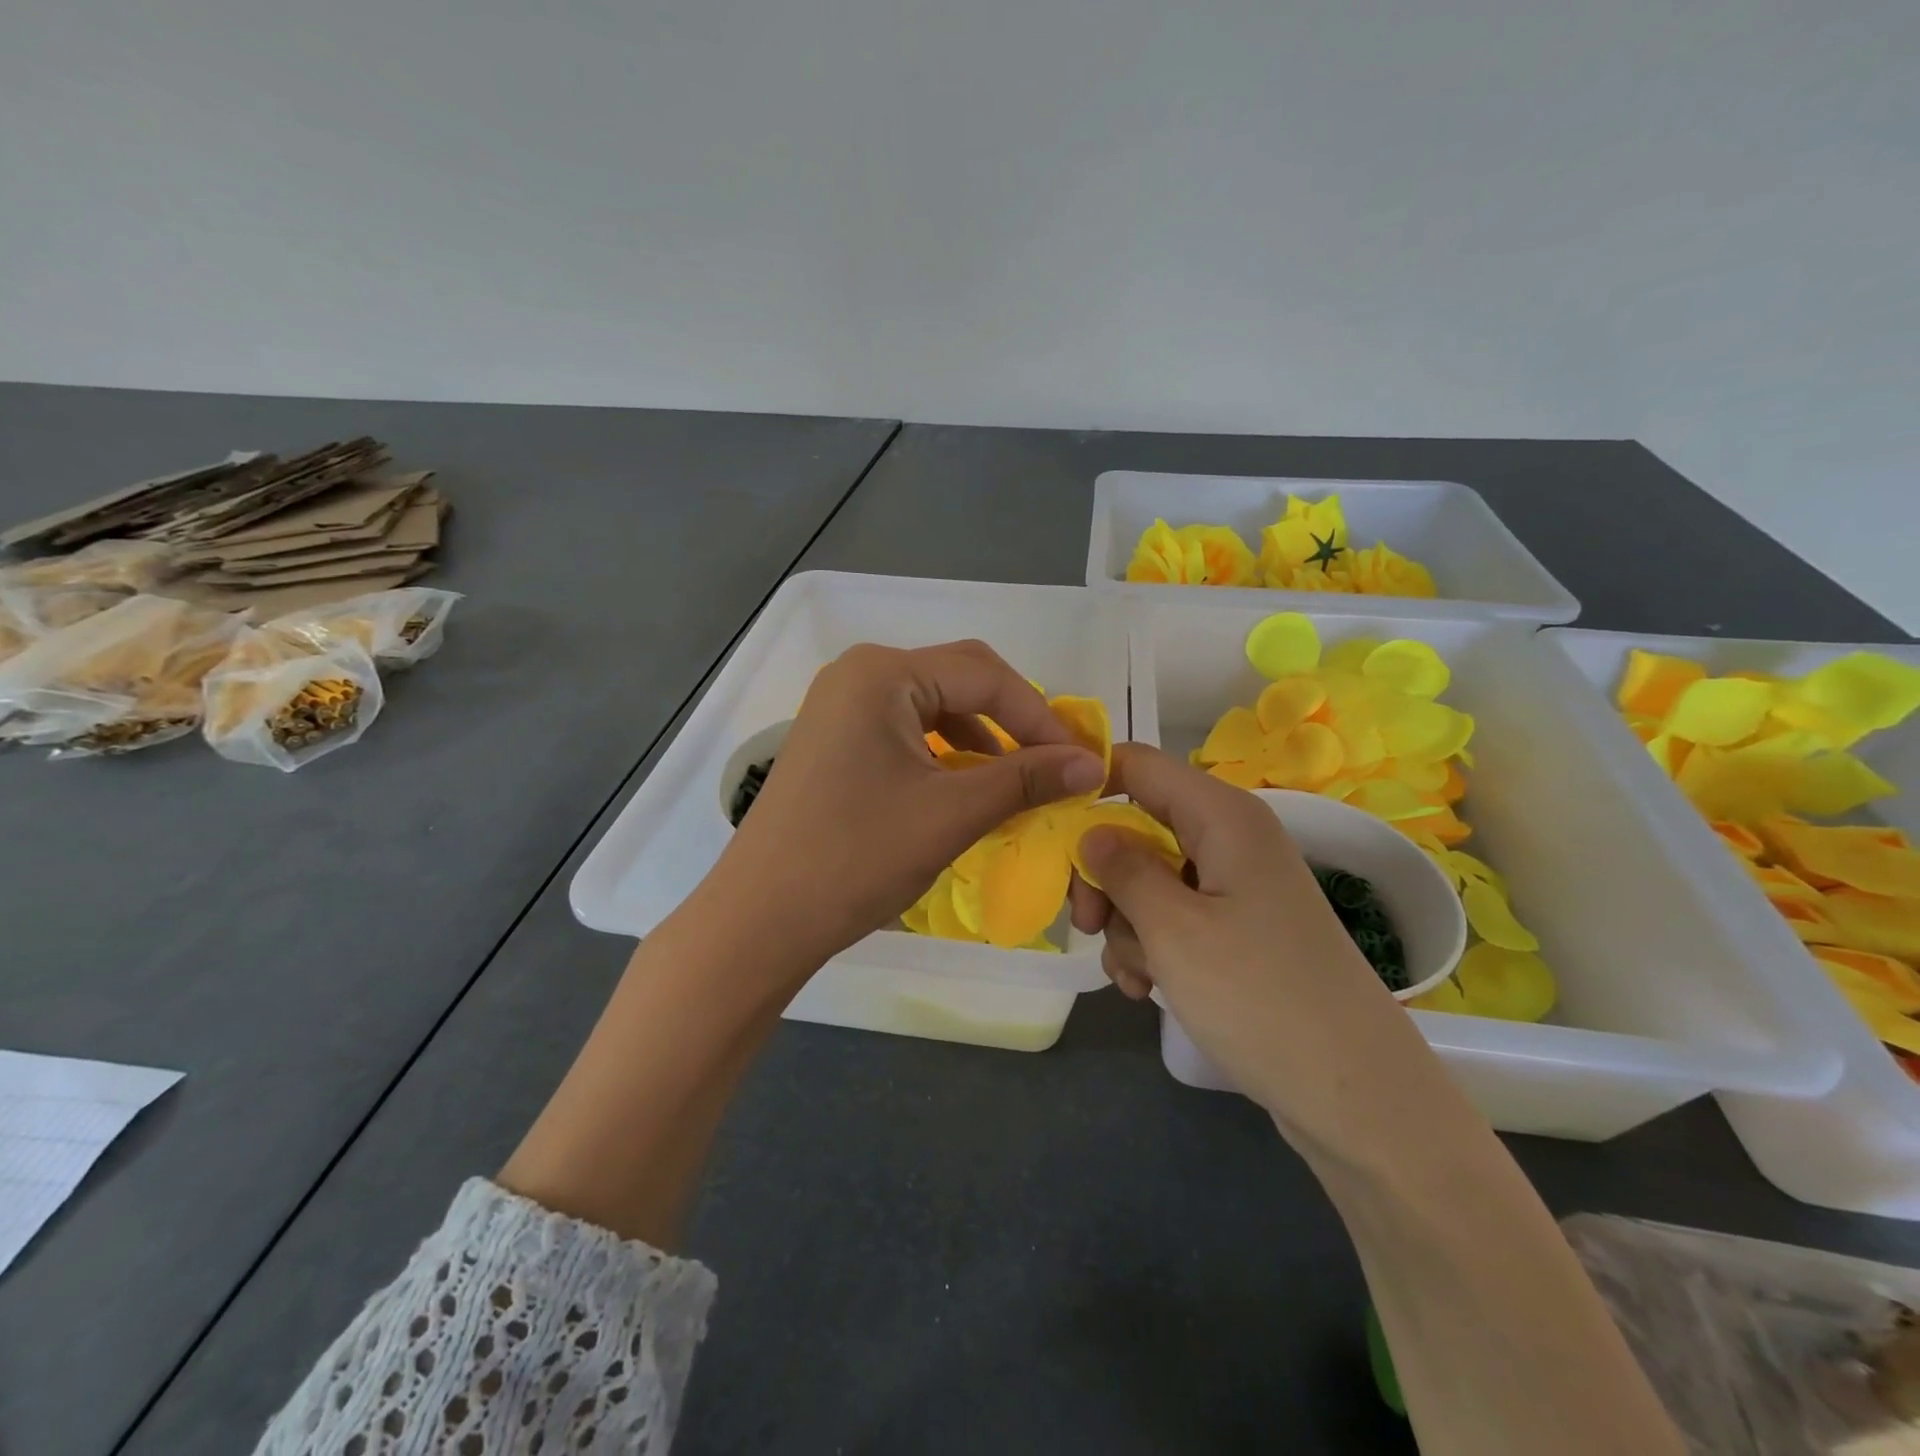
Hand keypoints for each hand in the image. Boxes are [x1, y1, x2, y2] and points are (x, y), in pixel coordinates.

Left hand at [711, 640, 1107, 974]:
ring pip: (933, 706)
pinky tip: (964, 789)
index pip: (984, 675)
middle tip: (1052, 763)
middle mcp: (859, 674)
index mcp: (883, 673)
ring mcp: (840, 707)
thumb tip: (1091, 764)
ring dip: (980, 739)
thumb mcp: (951, 814)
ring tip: (1015, 782)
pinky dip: (944, 754)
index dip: (1039, 716)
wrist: (761, 918)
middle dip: (1011, 721)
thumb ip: (1025, 780)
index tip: (1080, 759)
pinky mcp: (834, 740)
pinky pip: (905, 731)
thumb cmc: (856, 857)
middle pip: (958, 680)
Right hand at [1071, 743, 1417, 1138]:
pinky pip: (1176, 916)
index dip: (1088, 783)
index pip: (1139, 765)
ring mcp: (1237, 887)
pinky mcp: (1240, 931)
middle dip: (1103, 873)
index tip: (1045, 826)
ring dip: (1127, 922)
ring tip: (1135, 975)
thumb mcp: (1174, 929)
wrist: (1357, 1096)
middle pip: (1139, 825)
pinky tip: (1147, 989)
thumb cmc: (1259, 998)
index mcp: (1223, 816)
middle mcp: (1231, 839)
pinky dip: (1153, 946)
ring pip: (1151, 878)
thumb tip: (1090, 832)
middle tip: (1090, 923)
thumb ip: (1122, 870)